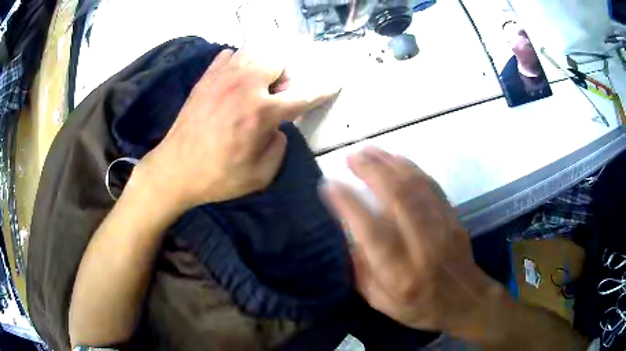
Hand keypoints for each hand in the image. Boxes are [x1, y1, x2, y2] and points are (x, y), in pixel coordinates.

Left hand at [136, 49, 335, 211]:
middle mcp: (245, 87)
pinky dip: (239, 62)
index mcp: (261, 113)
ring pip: (254, 50)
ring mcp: (222, 78)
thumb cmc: (217, 177)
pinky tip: (236, 79)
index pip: (303, 95)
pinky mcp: (206, 78)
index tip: (335, 84)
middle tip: (278, 93)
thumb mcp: (261, 175)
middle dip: (286, 75)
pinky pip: (230, 55)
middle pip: (279, 60)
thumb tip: (279, 127)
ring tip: (259, 83)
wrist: (175, 170)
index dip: (322, 90)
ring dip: (264, 64)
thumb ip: (280, 147)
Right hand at [325, 147, 495, 334]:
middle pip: (397, 198)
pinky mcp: (453, 217)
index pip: (372, 232)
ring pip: (415, 185)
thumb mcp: (381, 302)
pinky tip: (396, 159)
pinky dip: (411, 167)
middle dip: (371, 171)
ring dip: (390, 163)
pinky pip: (431, 185)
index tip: (329, 185)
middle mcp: (422, 246)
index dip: (349, 204)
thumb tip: (347, 235)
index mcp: (400, 274)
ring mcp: (442, 228)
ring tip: (369, 151)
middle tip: (351, 157)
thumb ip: (361, 271)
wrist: (465, 301)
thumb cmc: (420, 307)